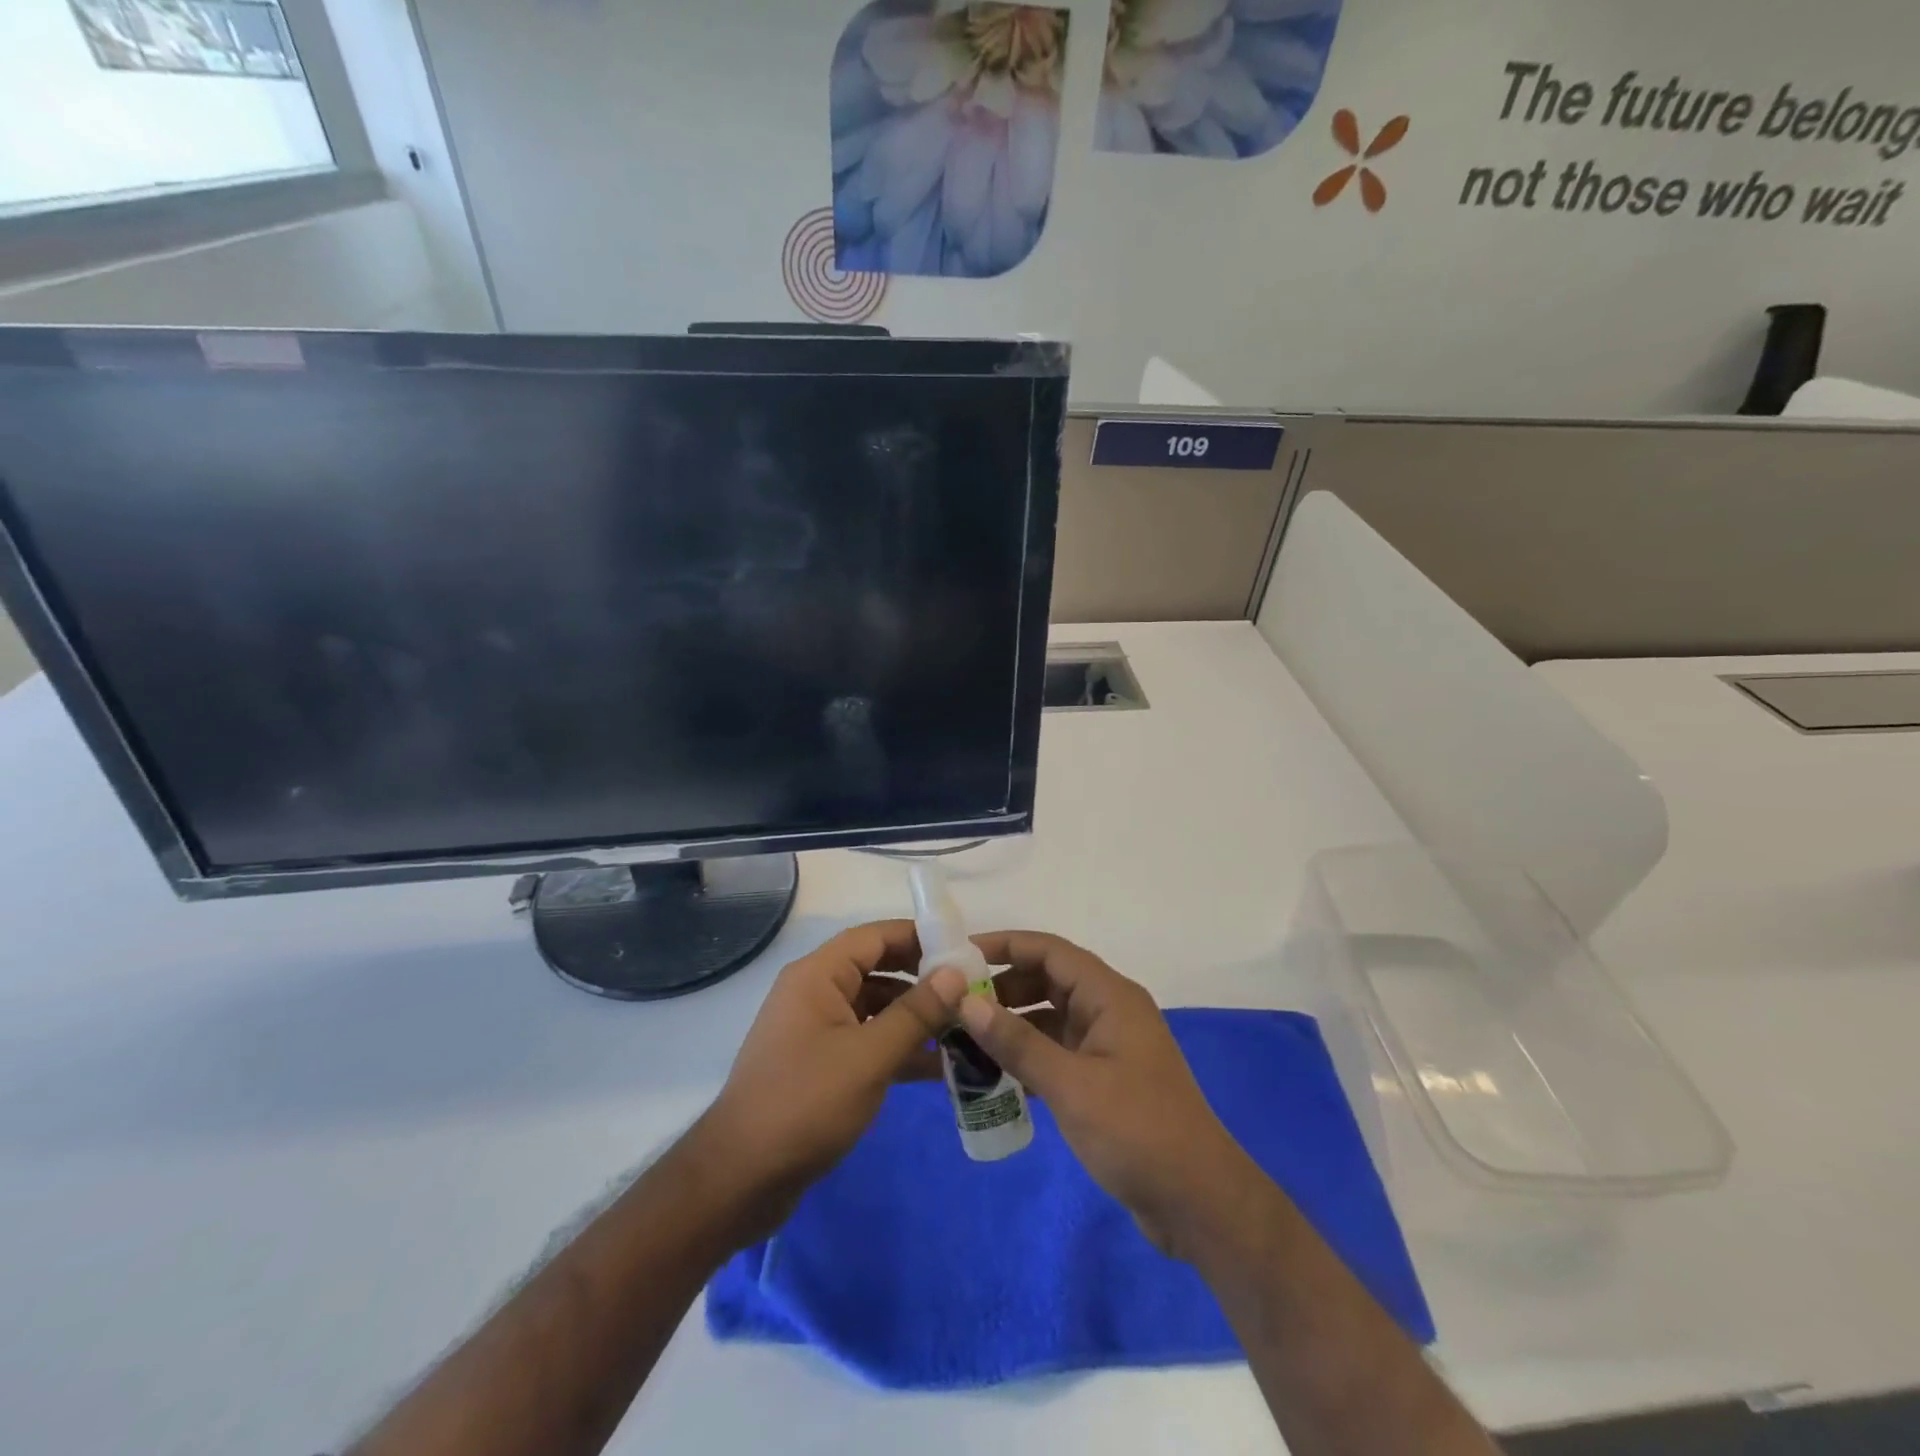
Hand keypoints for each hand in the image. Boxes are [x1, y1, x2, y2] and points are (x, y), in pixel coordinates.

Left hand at [693, 919, 966, 1238]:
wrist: (740, 1178)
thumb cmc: (806, 1103)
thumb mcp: (869, 1056)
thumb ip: (916, 1013)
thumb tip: (955, 974)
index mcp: (818, 975)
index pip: (874, 936)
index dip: (919, 937)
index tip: (962, 950)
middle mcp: (815, 993)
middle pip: (877, 970)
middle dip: (923, 980)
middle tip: (971, 992)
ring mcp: (816, 1030)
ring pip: (875, 1008)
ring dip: (915, 1018)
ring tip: (964, 1031)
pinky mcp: (820, 1065)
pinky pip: (866, 1041)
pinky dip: (898, 1049)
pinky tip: (938, 1068)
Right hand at [958, 931, 1256, 1257]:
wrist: (1198, 1203)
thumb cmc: (1137, 1132)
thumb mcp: (1070, 1085)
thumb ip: (1017, 1042)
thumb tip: (966, 1001)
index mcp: (1110, 996)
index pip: (1050, 950)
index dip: (1005, 946)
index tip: (958, 955)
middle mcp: (1109, 1010)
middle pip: (1048, 980)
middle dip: (1002, 987)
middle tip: (953, 1004)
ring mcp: (1108, 1046)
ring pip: (1050, 1018)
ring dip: (1011, 1024)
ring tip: (963, 1039)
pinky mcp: (1104, 1079)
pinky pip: (1056, 1051)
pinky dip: (1026, 1055)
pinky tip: (993, 1074)